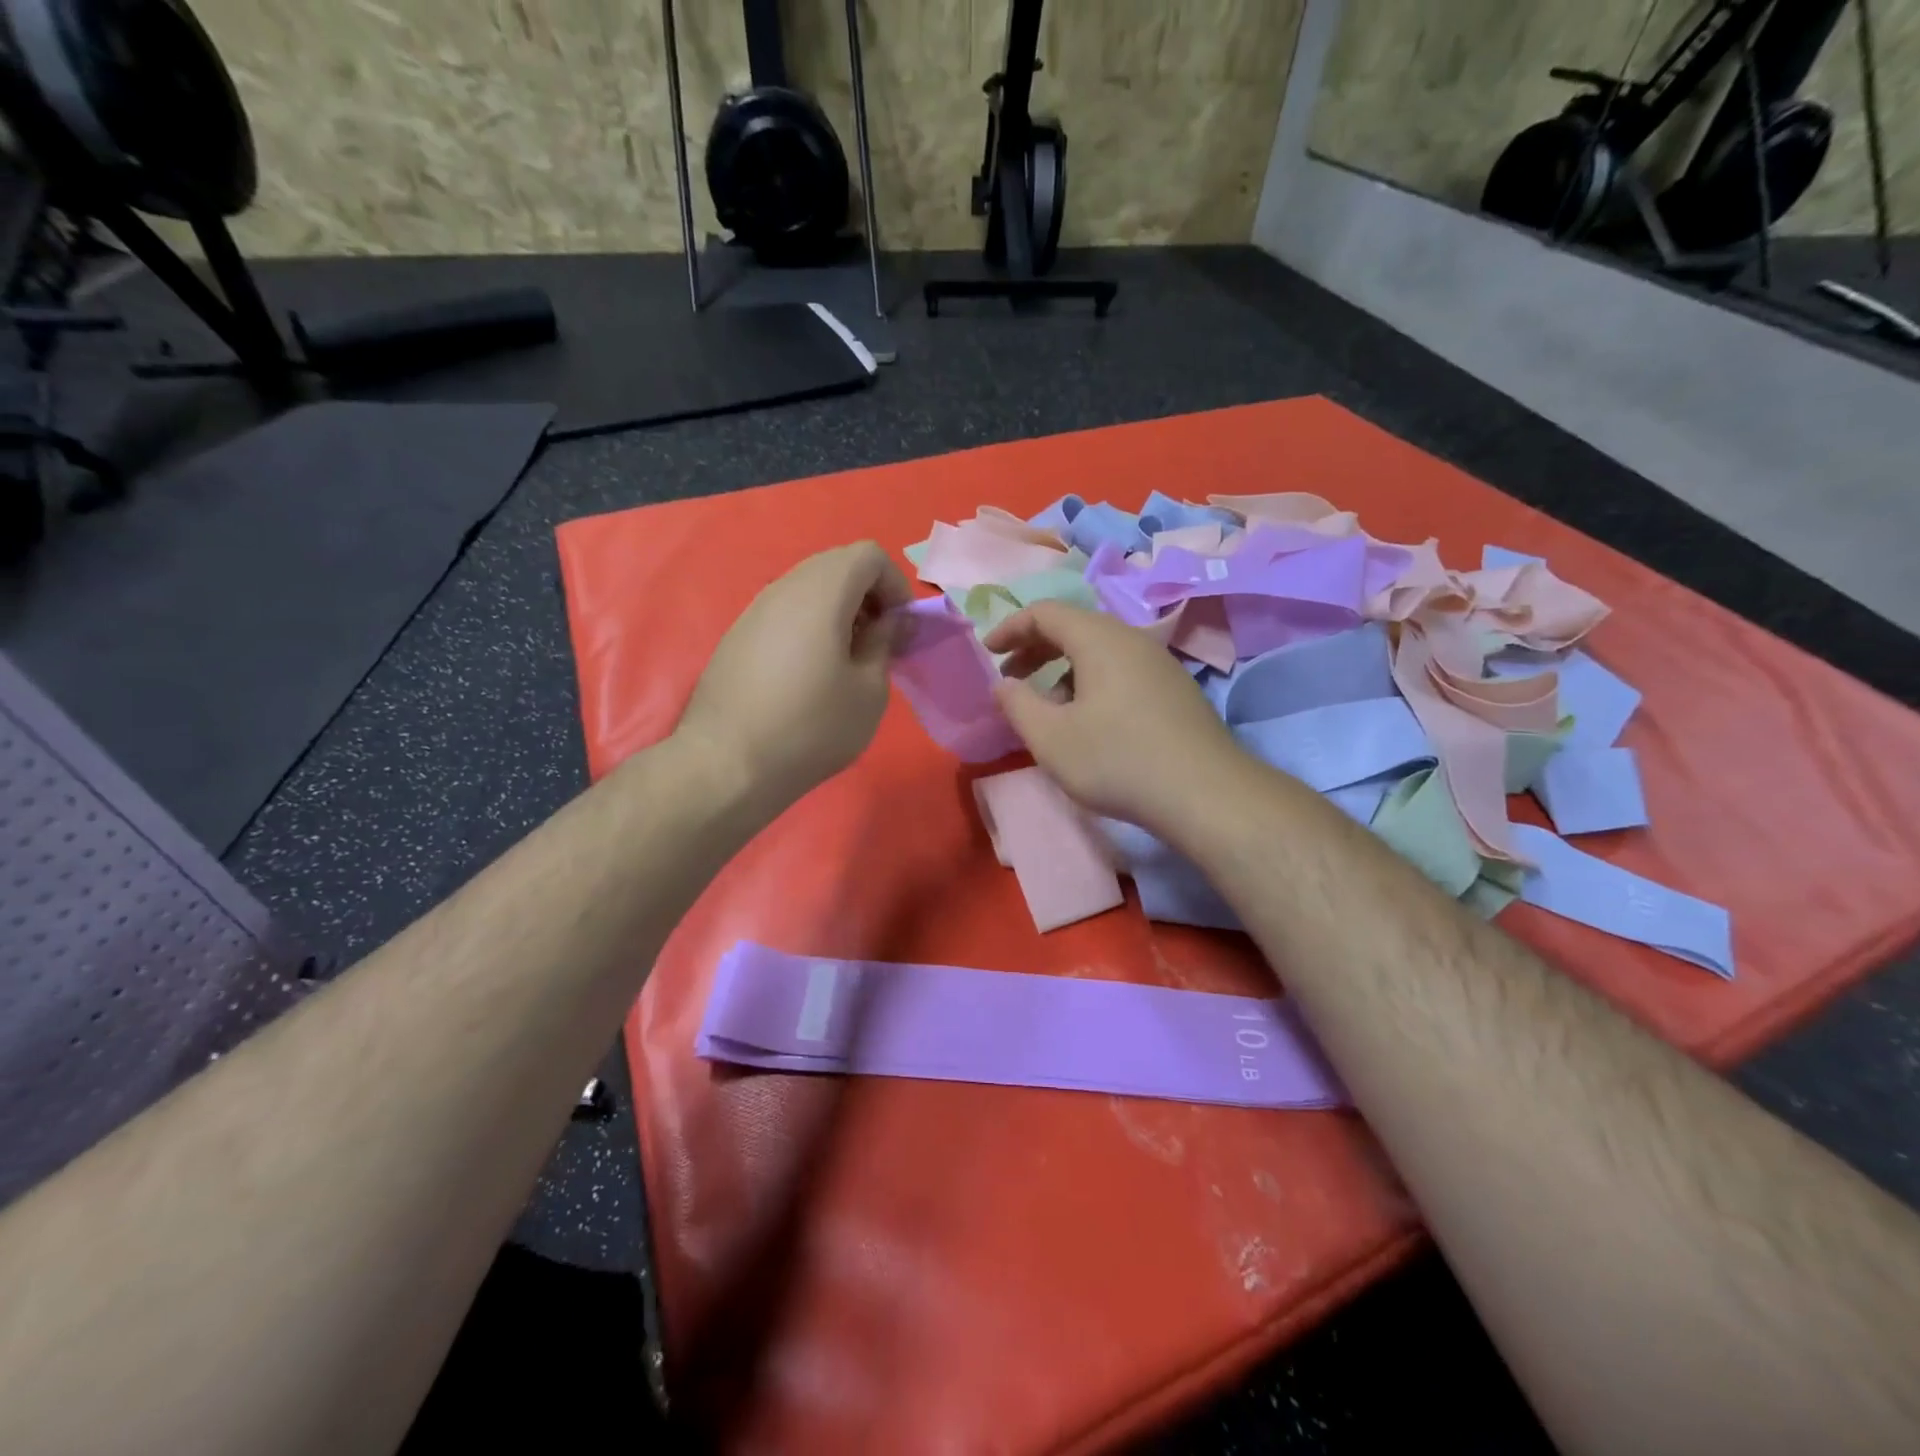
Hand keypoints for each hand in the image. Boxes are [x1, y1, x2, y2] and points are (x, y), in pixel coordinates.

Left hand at [678, 542, 910, 805]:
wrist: (727, 765)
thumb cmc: (811, 727)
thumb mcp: (869, 691)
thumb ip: (886, 643)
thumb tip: (892, 622)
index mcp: (821, 592)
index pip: (868, 554)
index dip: (896, 585)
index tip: (901, 629)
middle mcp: (784, 588)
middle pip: (837, 566)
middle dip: (869, 596)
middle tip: (880, 643)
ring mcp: (754, 610)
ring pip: (808, 589)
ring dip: (839, 613)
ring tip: (848, 662)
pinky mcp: (737, 636)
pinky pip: (785, 613)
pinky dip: (810, 627)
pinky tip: (811, 675)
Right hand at [983, 602, 1241, 832]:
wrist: (1205, 794)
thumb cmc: (1117, 760)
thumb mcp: (1051, 738)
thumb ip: (1017, 704)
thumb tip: (1003, 684)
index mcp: (1099, 639)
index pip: (1045, 613)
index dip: (1010, 628)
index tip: (988, 652)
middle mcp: (1132, 639)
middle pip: (1075, 627)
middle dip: (1035, 648)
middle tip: (1011, 678)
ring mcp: (1160, 663)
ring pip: (1100, 651)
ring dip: (1063, 669)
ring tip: (1047, 706)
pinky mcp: (1175, 690)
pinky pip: (1122, 671)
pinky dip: (1091, 682)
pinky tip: (1088, 721)